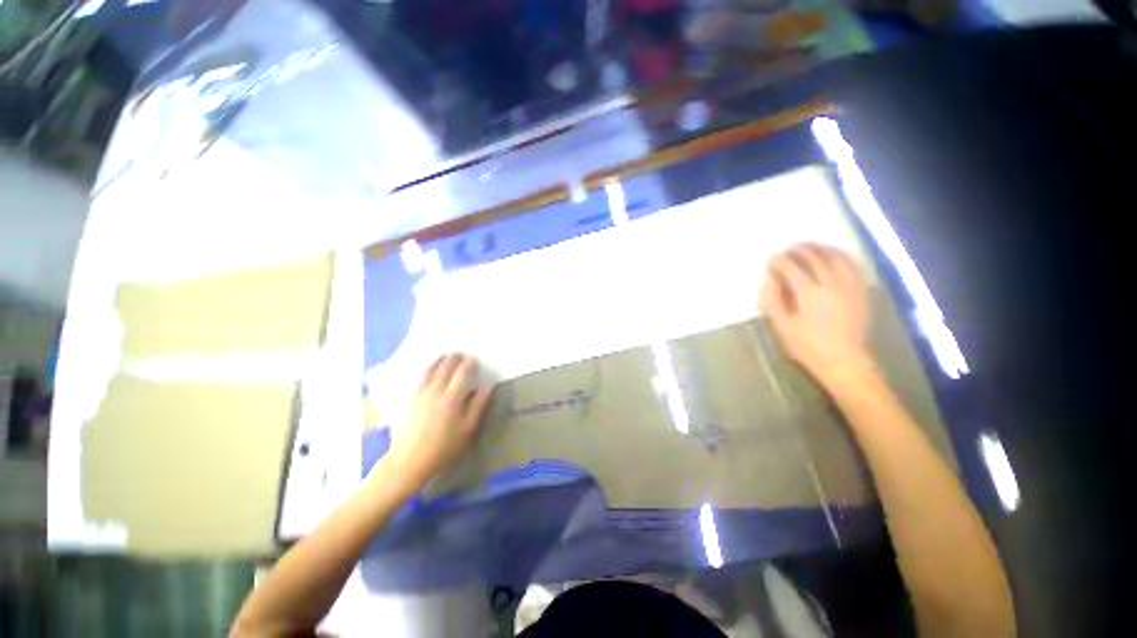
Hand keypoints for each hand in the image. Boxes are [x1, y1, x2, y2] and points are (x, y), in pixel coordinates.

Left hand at [384, 353, 493, 487]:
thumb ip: (478, 407)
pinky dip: (427, 370)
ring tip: (444, 357)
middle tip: (460, 355)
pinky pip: (420, 378)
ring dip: (439, 361)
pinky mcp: (409, 399)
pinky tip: (429, 373)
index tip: (475, 361)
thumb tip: (487, 386)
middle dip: (454, 359)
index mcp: (451, 398)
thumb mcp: (467, 431)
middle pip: (445, 367)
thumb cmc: (444, 449)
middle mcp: (434, 390)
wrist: (411, 458)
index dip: (470, 365)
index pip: (462, 373)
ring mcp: (419, 393)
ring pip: (430, 370)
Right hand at [762, 243, 872, 386]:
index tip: (772, 264)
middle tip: (788, 254)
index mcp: (808, 293)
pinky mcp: (858, 286)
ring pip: (831, 253)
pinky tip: (831, 255)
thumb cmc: (812, 350)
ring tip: (808, 250)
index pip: (788, 265)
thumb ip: (773, 303)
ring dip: (816, 247)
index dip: (777, 261)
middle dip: (795, 249)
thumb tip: (769, 279)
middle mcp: (829, 281)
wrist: (845, 362)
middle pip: (810, 253)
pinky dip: (838, 253)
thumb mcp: (785, 331)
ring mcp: (846, 282)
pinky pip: (849, 261)